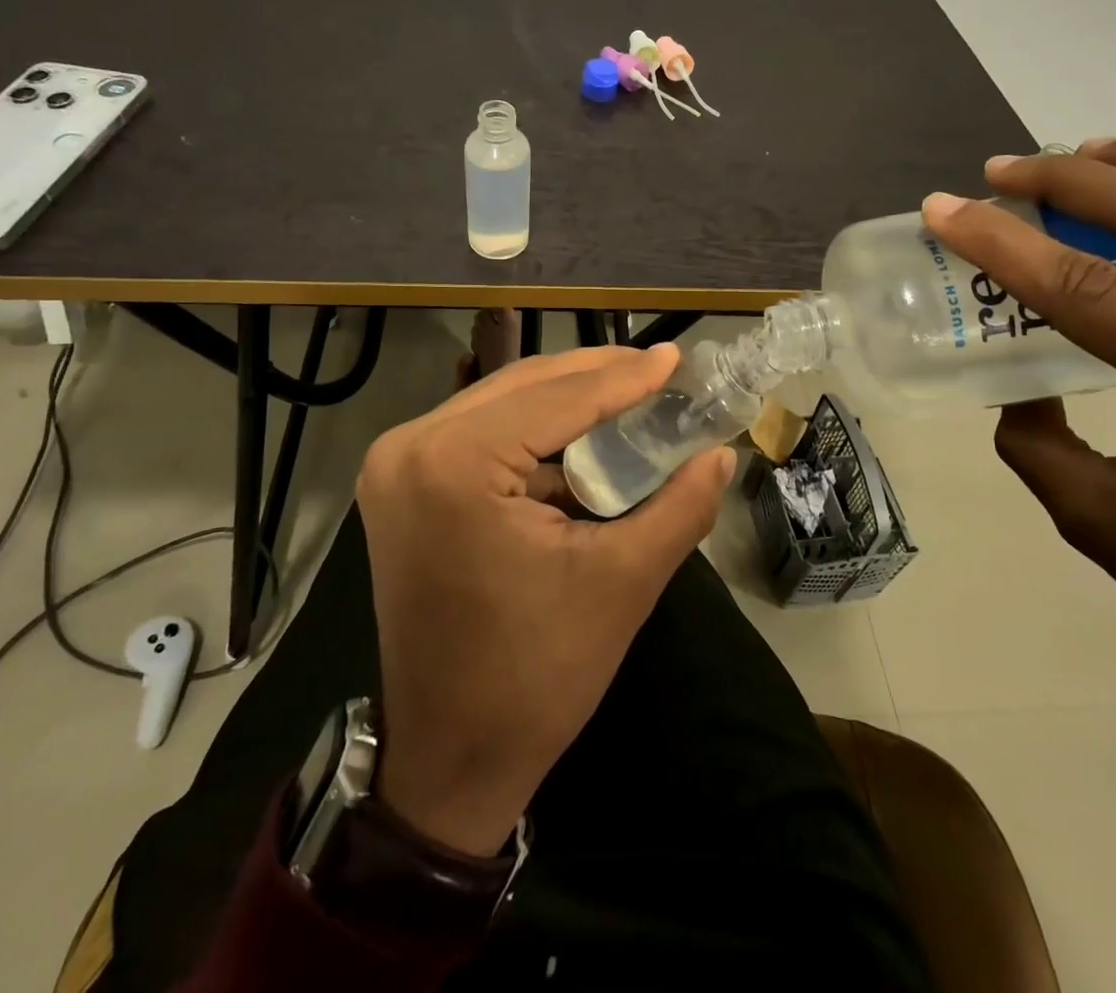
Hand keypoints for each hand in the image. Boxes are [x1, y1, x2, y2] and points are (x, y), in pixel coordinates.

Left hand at [355, 345, 735, 854]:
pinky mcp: (399, 484)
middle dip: (593, 376)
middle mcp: (410, 446)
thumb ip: (679, 507)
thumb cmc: (535, 676)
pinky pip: (477, 433)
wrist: (450, 758)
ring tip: (629, 391)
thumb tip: (720, 453)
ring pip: (499, 404)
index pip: (557, 399)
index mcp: (453, 463)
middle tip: (657, 368)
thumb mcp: (621, 583)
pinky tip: (579, 433)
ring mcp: (395, 464)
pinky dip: (530, 429)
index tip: (676, 357)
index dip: (624, 377)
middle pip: (521, 387)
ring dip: (563, 398)